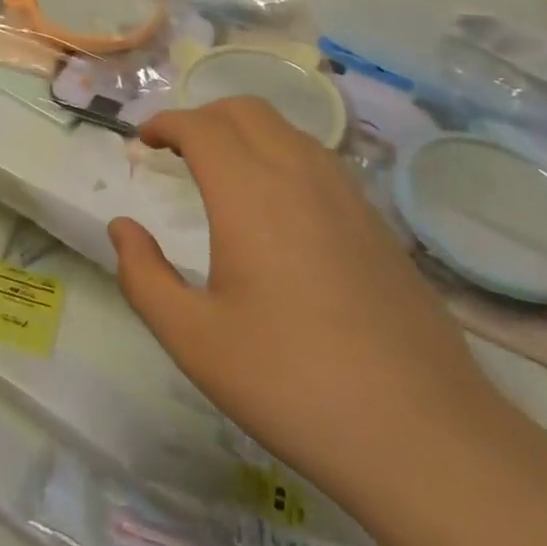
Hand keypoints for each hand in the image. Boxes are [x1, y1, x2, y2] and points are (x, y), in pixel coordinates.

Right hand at [109, 97, 500, 499]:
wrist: (423, 435)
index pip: (200, 126)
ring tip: (220, 170)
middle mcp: (299, 176)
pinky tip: (276, 206)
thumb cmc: (291, 382)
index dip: (165, 123)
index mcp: (249, 193)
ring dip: (244, 132)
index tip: (142, 141)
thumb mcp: (193, 339)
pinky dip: (281, 155)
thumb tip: (122, 228)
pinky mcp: (377, 224)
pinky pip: (318, 160)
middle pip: (246, 111)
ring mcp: (347, 197)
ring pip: (287, 130)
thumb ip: (143, 276)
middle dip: (202, 117)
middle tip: (175, 150)